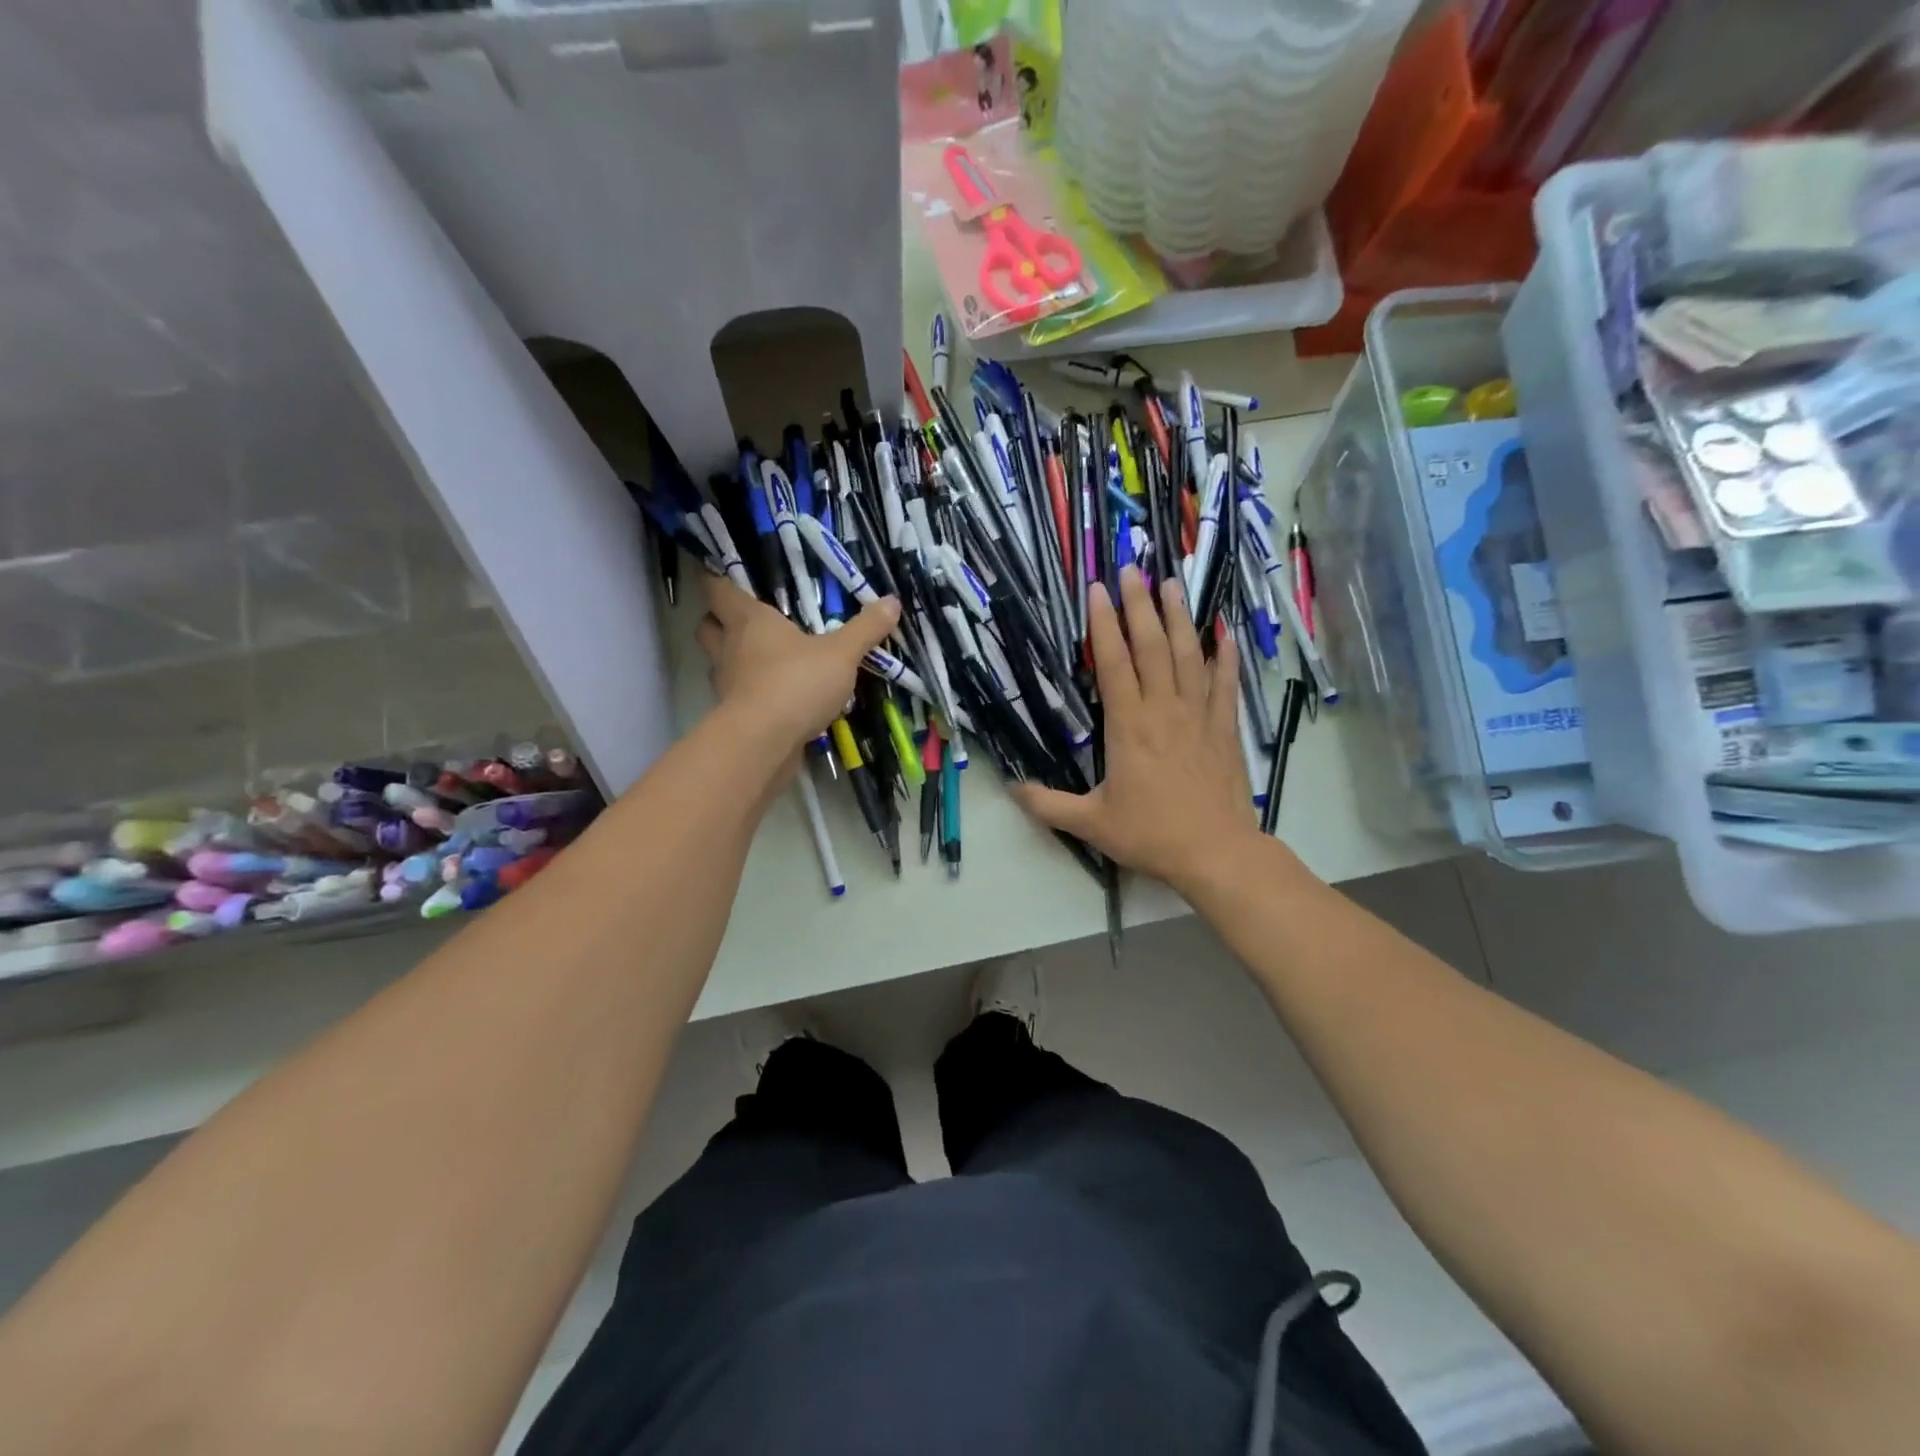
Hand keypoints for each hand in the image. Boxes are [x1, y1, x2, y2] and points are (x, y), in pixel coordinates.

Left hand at [695, 574, 899, 749]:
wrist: (765, 742)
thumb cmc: (797, 682)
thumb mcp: (841, 654)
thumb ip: (865, 628)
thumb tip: (892, 601)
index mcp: (749, 620)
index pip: (718, 590)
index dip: (718, 581)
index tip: (725, 577)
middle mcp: (729, 647)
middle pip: (708, 626)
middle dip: (720, 622)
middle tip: (746, 623)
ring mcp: (726, 684)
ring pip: (719, 663)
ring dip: (735, 660)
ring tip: (766, 662)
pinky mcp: (732, 716)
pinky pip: (737, 696)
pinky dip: (751, 694)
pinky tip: (776, 699)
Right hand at [1012, 566, 1256, 892]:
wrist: (1216, 852)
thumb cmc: (1151, 834)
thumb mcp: (1091, 823)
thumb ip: (1048, 805)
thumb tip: (1012, 789)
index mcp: (1129, 726)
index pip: (1113, 663)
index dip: (1103, 624)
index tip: (1097, 590)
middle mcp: (1164, 709)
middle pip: (1152, 646)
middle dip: (1139, 605)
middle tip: (1130, 569)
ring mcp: (1199, 715)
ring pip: (1189, 655)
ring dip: (1179, 617)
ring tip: (1171, 583)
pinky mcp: (1224, 728)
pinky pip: (1225, 682)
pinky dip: (1225, 654)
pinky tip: (1224, 629)